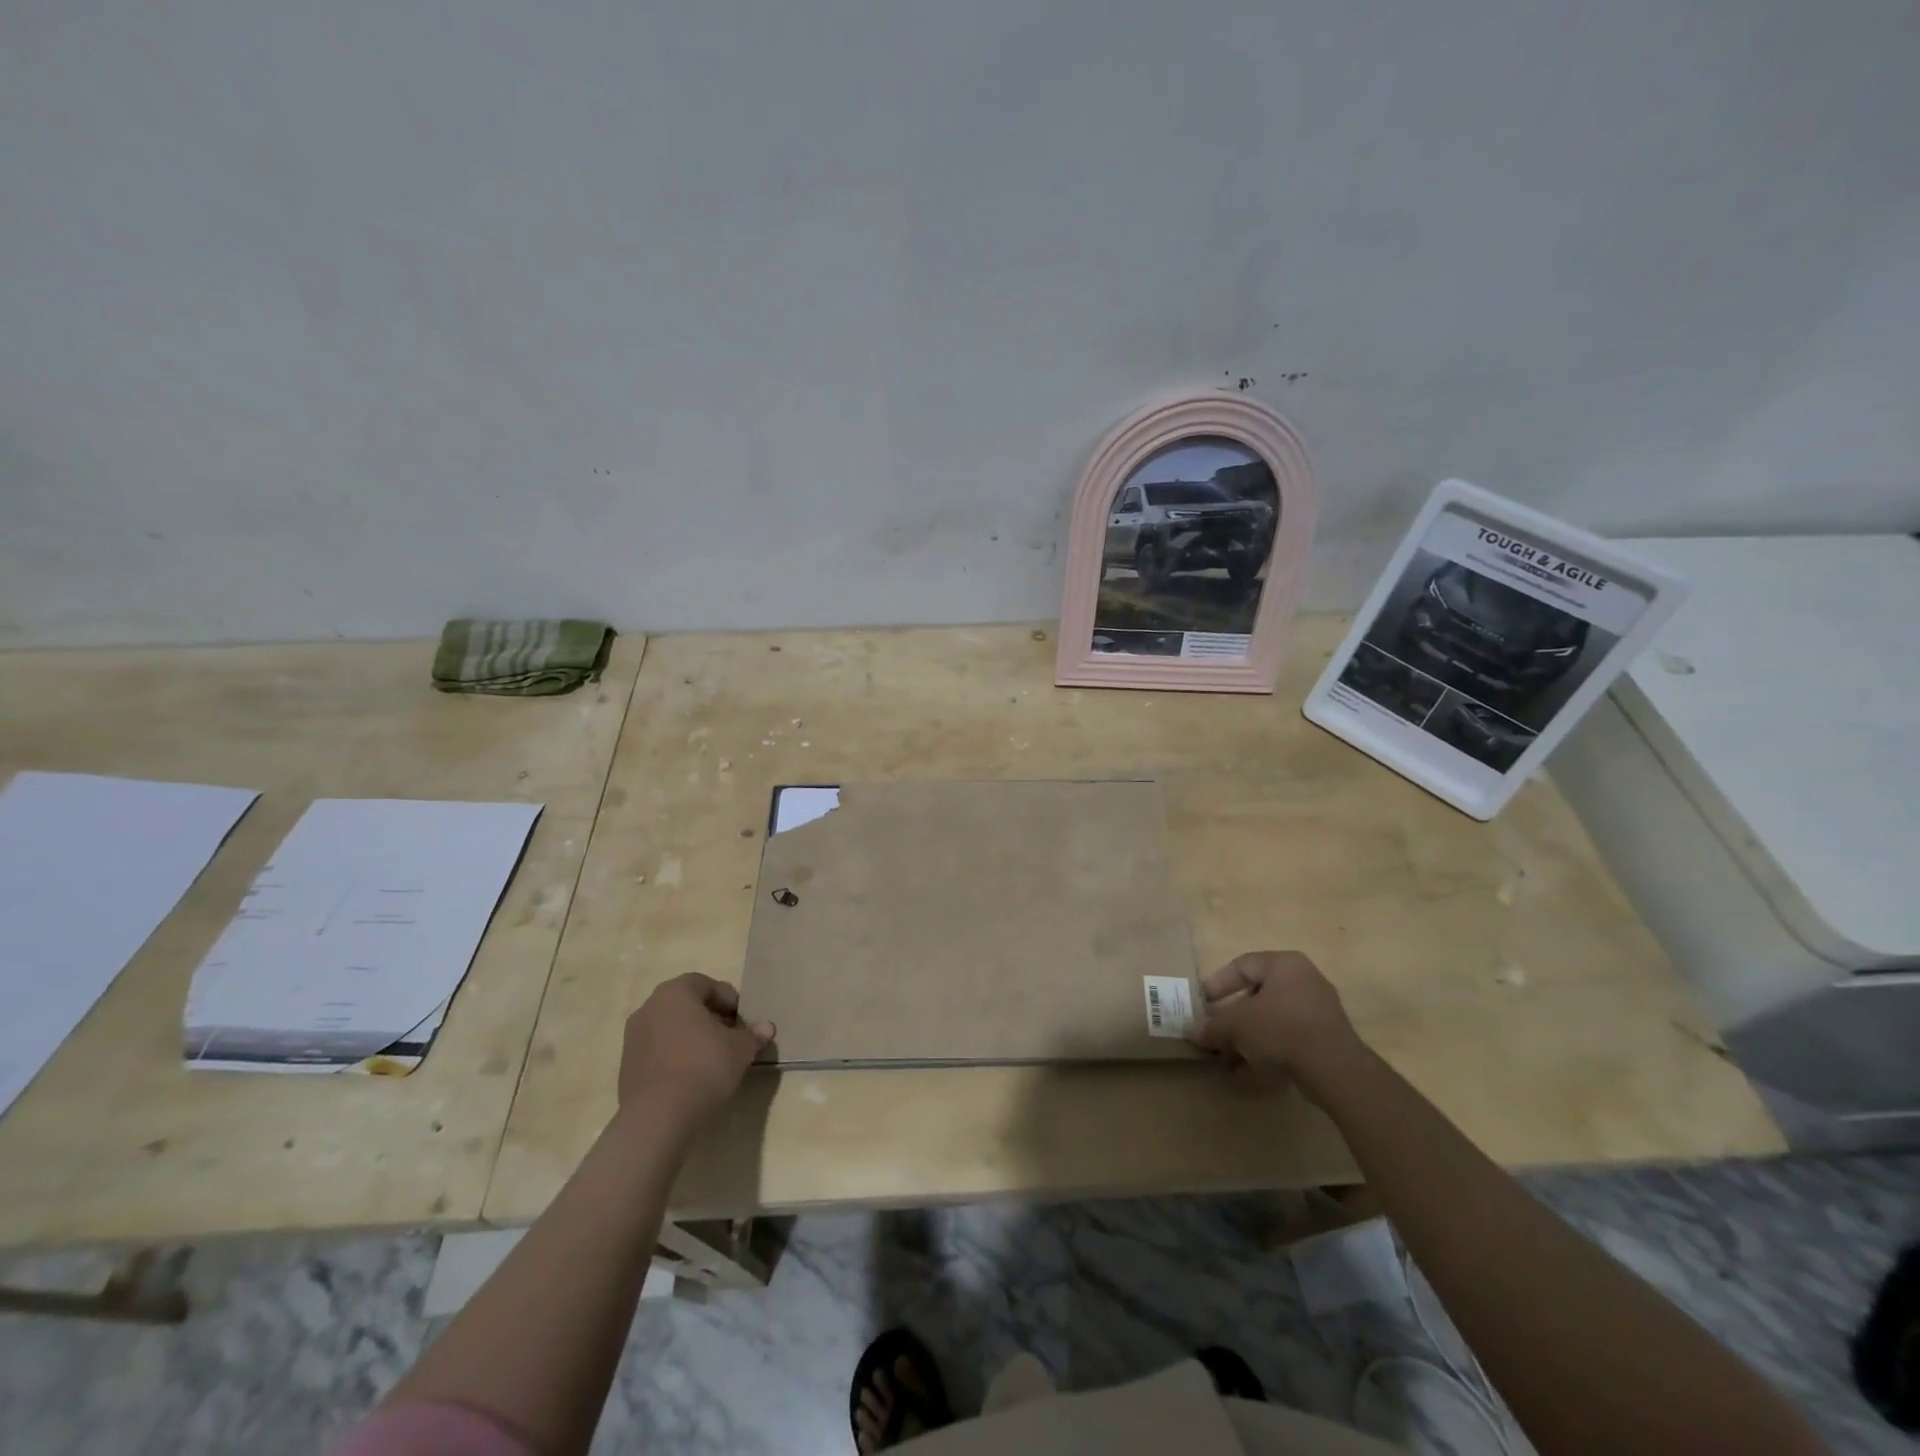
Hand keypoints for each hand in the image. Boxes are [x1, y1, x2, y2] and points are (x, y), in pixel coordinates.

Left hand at [617, 974, 774, 1129]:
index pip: (707, 984)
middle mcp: (650, 1007)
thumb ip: (753, 1034)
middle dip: (711, 1018)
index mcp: (675, 992)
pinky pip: (659, 1051)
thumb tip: (766, 1028)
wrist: (657, 1118)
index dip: (729, 1000)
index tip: (743, 1021)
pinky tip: (691, 1077)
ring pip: (671, 1028)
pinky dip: (676, 1056)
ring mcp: (633, 1037)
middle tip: (731, 1038)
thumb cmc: (703, 1067)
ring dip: (692, 1037)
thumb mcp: (740, 1049)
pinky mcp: (627, 1066)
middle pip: (687, 1005)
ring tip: (713, 1060)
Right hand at [1186, 951, 1365, 1102]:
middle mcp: (1304, 981)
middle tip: (1213, 1034)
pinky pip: (1288, 1040)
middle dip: (1231, 1019)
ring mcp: (1318, 1011)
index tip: (1202, 1003)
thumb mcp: (1236, 1025)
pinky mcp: (1326, 1040)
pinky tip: (1247, 1074)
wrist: (1335, 1070)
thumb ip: (1212, 1027)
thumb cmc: (1280, 1029)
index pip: (1242, 965)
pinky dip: (1267, 1053)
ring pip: (1271, 1021)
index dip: (1217, 983)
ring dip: (1246, 1040)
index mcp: (1284, 964)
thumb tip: (1191, 1032)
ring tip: (1226, 1061)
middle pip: (1257, 996)